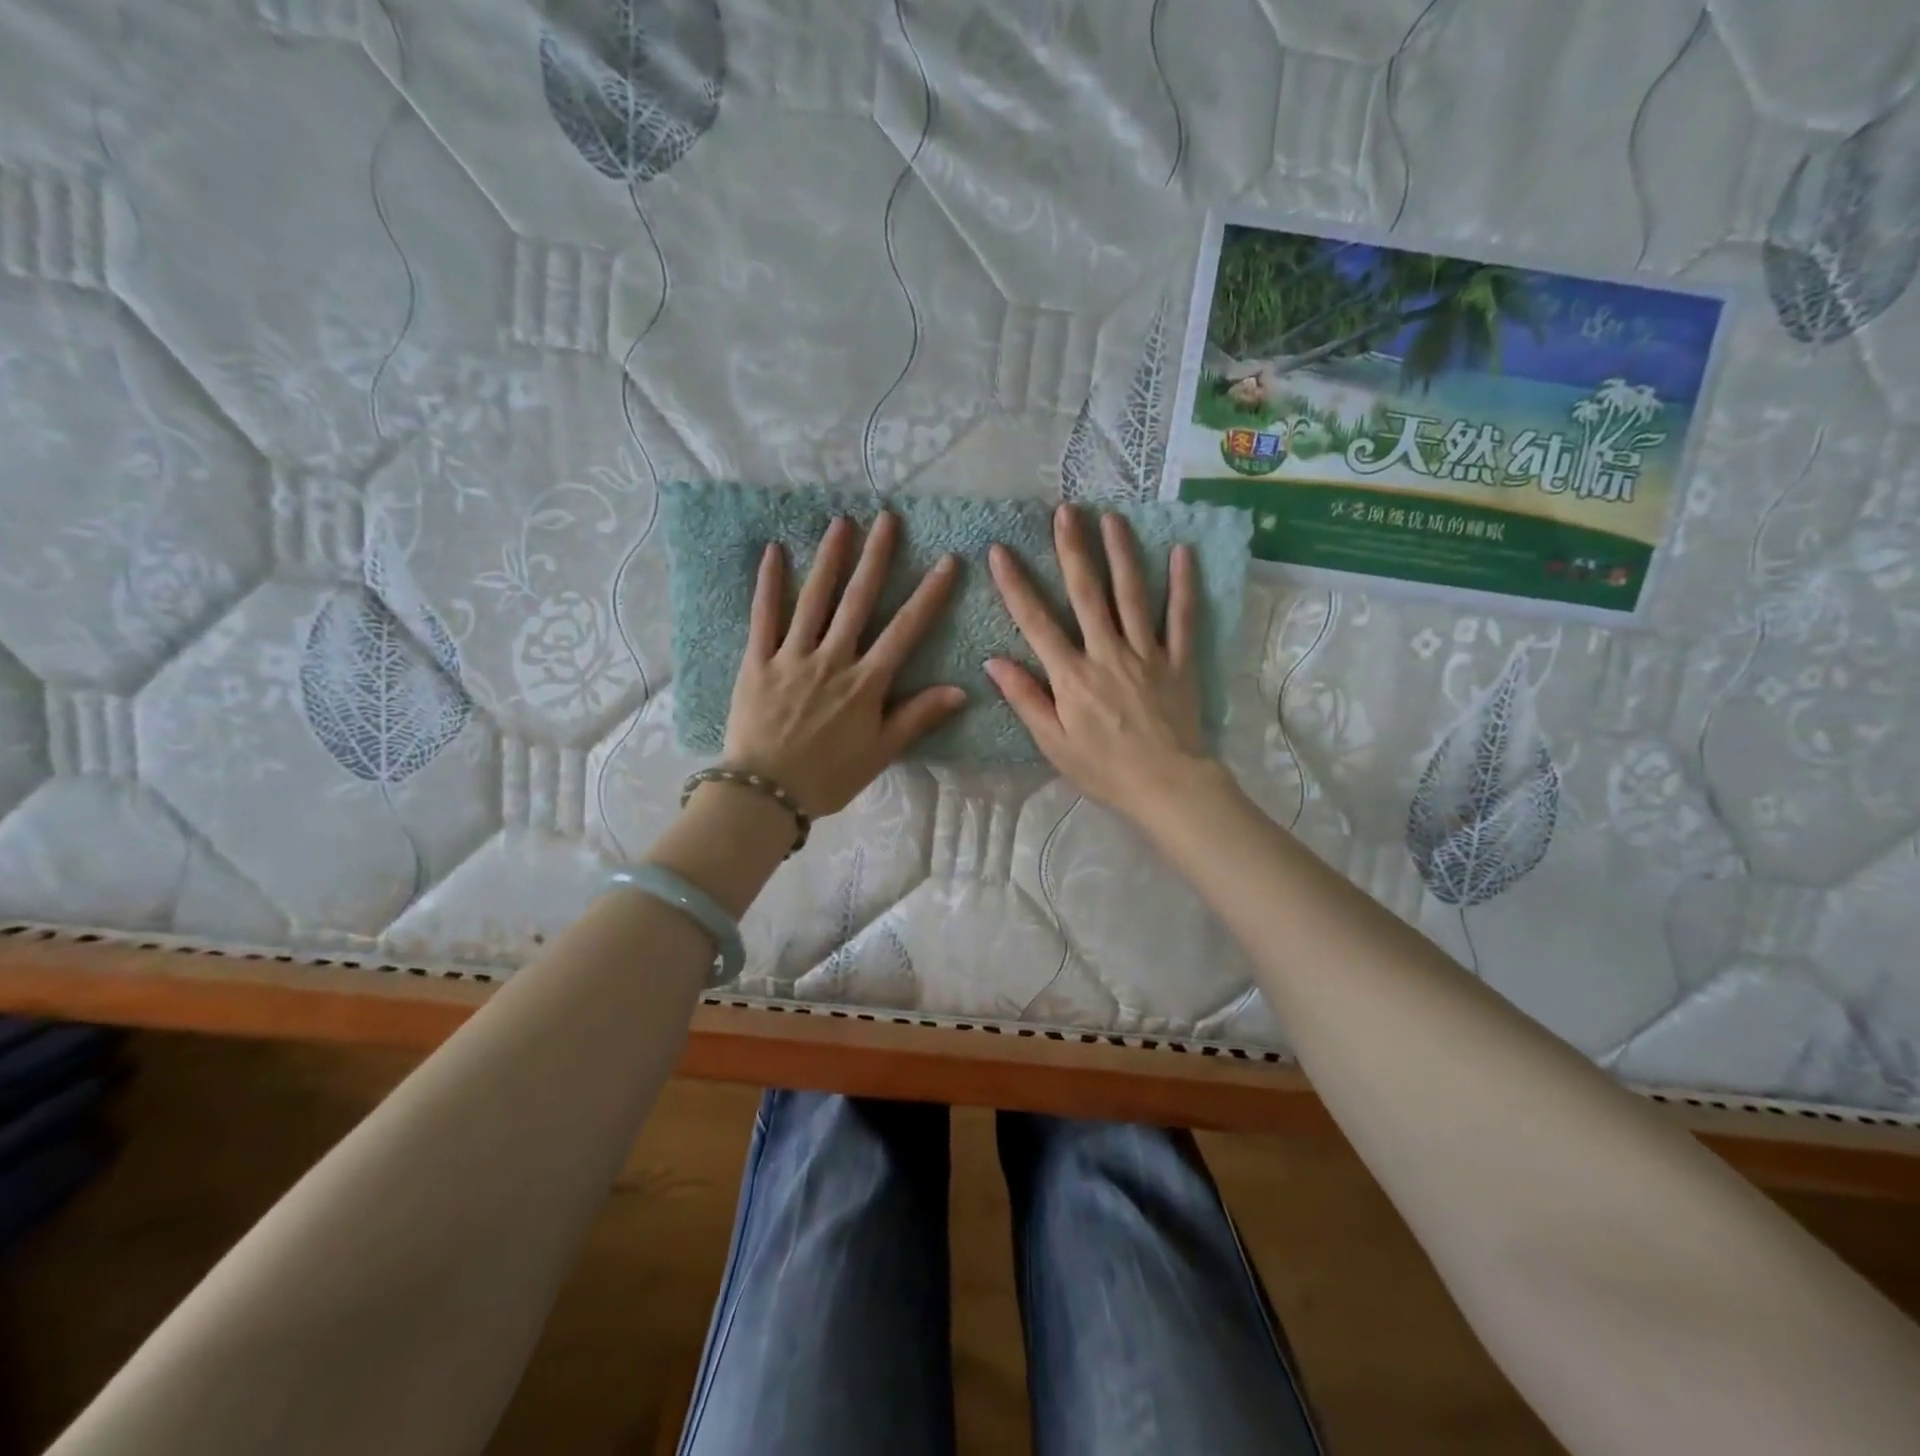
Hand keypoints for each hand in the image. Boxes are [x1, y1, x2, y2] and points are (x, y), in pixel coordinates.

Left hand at [722, 512, 963, 817]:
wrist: (764, 793)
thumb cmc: (827, 777)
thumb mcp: (880, 752)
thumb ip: (917, 717)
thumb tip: (960, 690)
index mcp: (865, 683)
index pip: (904, 630)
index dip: (928, 594)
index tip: (947, 561)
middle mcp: (832, 659)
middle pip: (857, 601)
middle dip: (876, 558)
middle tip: (888, 519)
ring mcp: (792, 657)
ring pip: (813, 599)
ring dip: (829, 559)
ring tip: (842, 523)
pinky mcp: (757, 661)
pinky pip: (764, 617)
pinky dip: (769, 584)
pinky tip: (774, 551)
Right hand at [986, 505, 1220, 827]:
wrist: (1166, 786)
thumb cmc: (1103, 769)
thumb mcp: (1053, 743)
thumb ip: (1025, 699)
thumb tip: (993, 661)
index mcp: (1071, 676)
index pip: (1037, 622)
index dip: (1016, 585)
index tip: (1000, 551)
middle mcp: (1107, 653)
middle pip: (1087, 593)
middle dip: (1073, 549)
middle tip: (1066, 511)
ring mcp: (1146, 653)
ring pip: (1131, 594)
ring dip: (1120, 552)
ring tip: (1111, 517)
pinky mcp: (1179, 661)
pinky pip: (1182, 618)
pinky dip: (1182, 585)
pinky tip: (1181, 552)